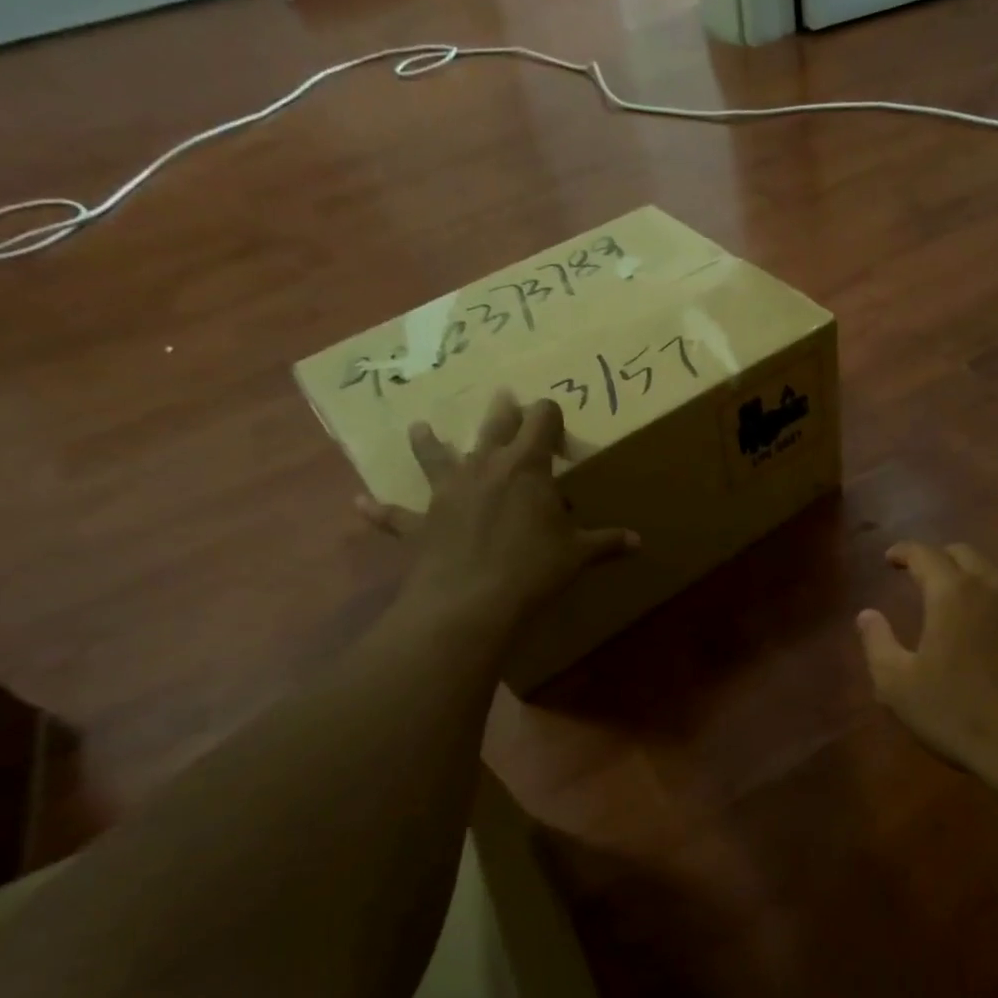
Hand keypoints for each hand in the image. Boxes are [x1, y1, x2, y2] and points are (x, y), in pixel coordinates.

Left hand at [358, 392, 636, 637]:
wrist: (471, 601)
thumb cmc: (533, 568)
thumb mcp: (577, 555)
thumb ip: (606, 542)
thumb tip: (638, 542)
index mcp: (527, 466)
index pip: (542, 421)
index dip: (550, 414)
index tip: (556, 416)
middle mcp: (486, 466)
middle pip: (495, 426)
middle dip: (504, 411)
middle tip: (505, 397)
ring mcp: (448, 491)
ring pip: (437, 456)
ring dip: (429, 442)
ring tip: (420, 428)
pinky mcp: (421, 522)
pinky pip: (395, 514)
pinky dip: (378, 510)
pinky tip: (359, 503)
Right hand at [857, 542, 997, 780]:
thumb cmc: (958, 712)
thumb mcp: (898, 685)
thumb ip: (877, 643)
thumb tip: (867, 615)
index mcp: (953, 592)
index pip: (924, 553)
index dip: (903, 551)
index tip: (889, 559)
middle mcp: (991, 587)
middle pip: (962, 554)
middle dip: (936, 558)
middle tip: (917, 575)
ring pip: (990, 574)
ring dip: (965, 577)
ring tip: (948, 600)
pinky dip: (987, 599)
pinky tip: (980, 628)